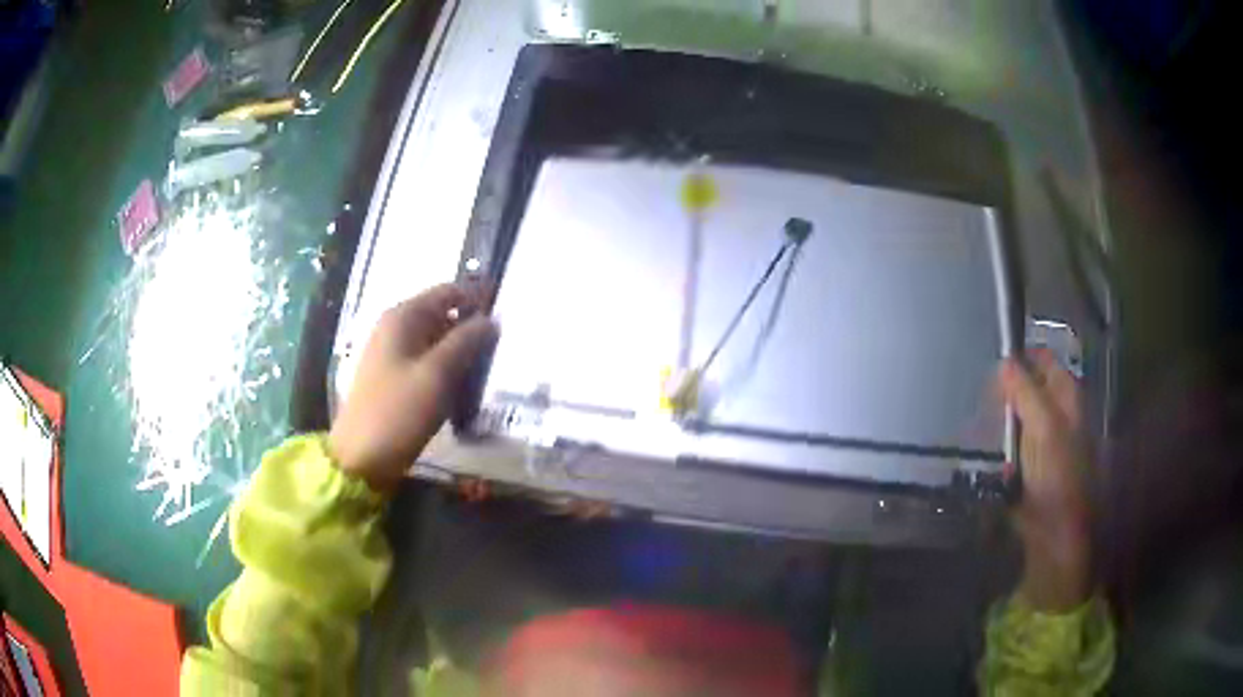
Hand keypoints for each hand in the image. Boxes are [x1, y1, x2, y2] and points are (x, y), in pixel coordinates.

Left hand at [329, 283, 497, 492]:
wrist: (361, 458)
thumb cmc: (399, 411)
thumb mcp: (438, 374)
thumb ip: (466, 341)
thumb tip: (492, 320)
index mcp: (403, 317)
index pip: (449, 292)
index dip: (478, 301)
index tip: (506, 322)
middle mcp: (395, 328)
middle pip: (443, 316)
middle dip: (471, 332)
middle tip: (500, 355)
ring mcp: (392, 354)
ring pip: (437, 343)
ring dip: (461, 356)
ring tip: (486, 376)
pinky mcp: (394, 379)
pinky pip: (428, 364)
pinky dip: (447, 372)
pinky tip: (462, 393)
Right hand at [998, 350, 1091, 611]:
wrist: (1056, 533)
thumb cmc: (1058, 476)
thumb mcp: (1044, 429)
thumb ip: (1025, 392)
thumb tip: (1003, 360)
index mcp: (1065, 395)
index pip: (1040, 358)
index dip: (1018, 356)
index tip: (988, 360)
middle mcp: (1055, 411)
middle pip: (1025, 384)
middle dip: (1003, 387)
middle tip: (975, 392)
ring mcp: (1040, 438)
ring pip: (1014, 413)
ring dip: (995, 415)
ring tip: (970, 417)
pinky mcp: (1026, 463)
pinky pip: (1006, 440)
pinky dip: (994, 439)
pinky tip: (977, 444)